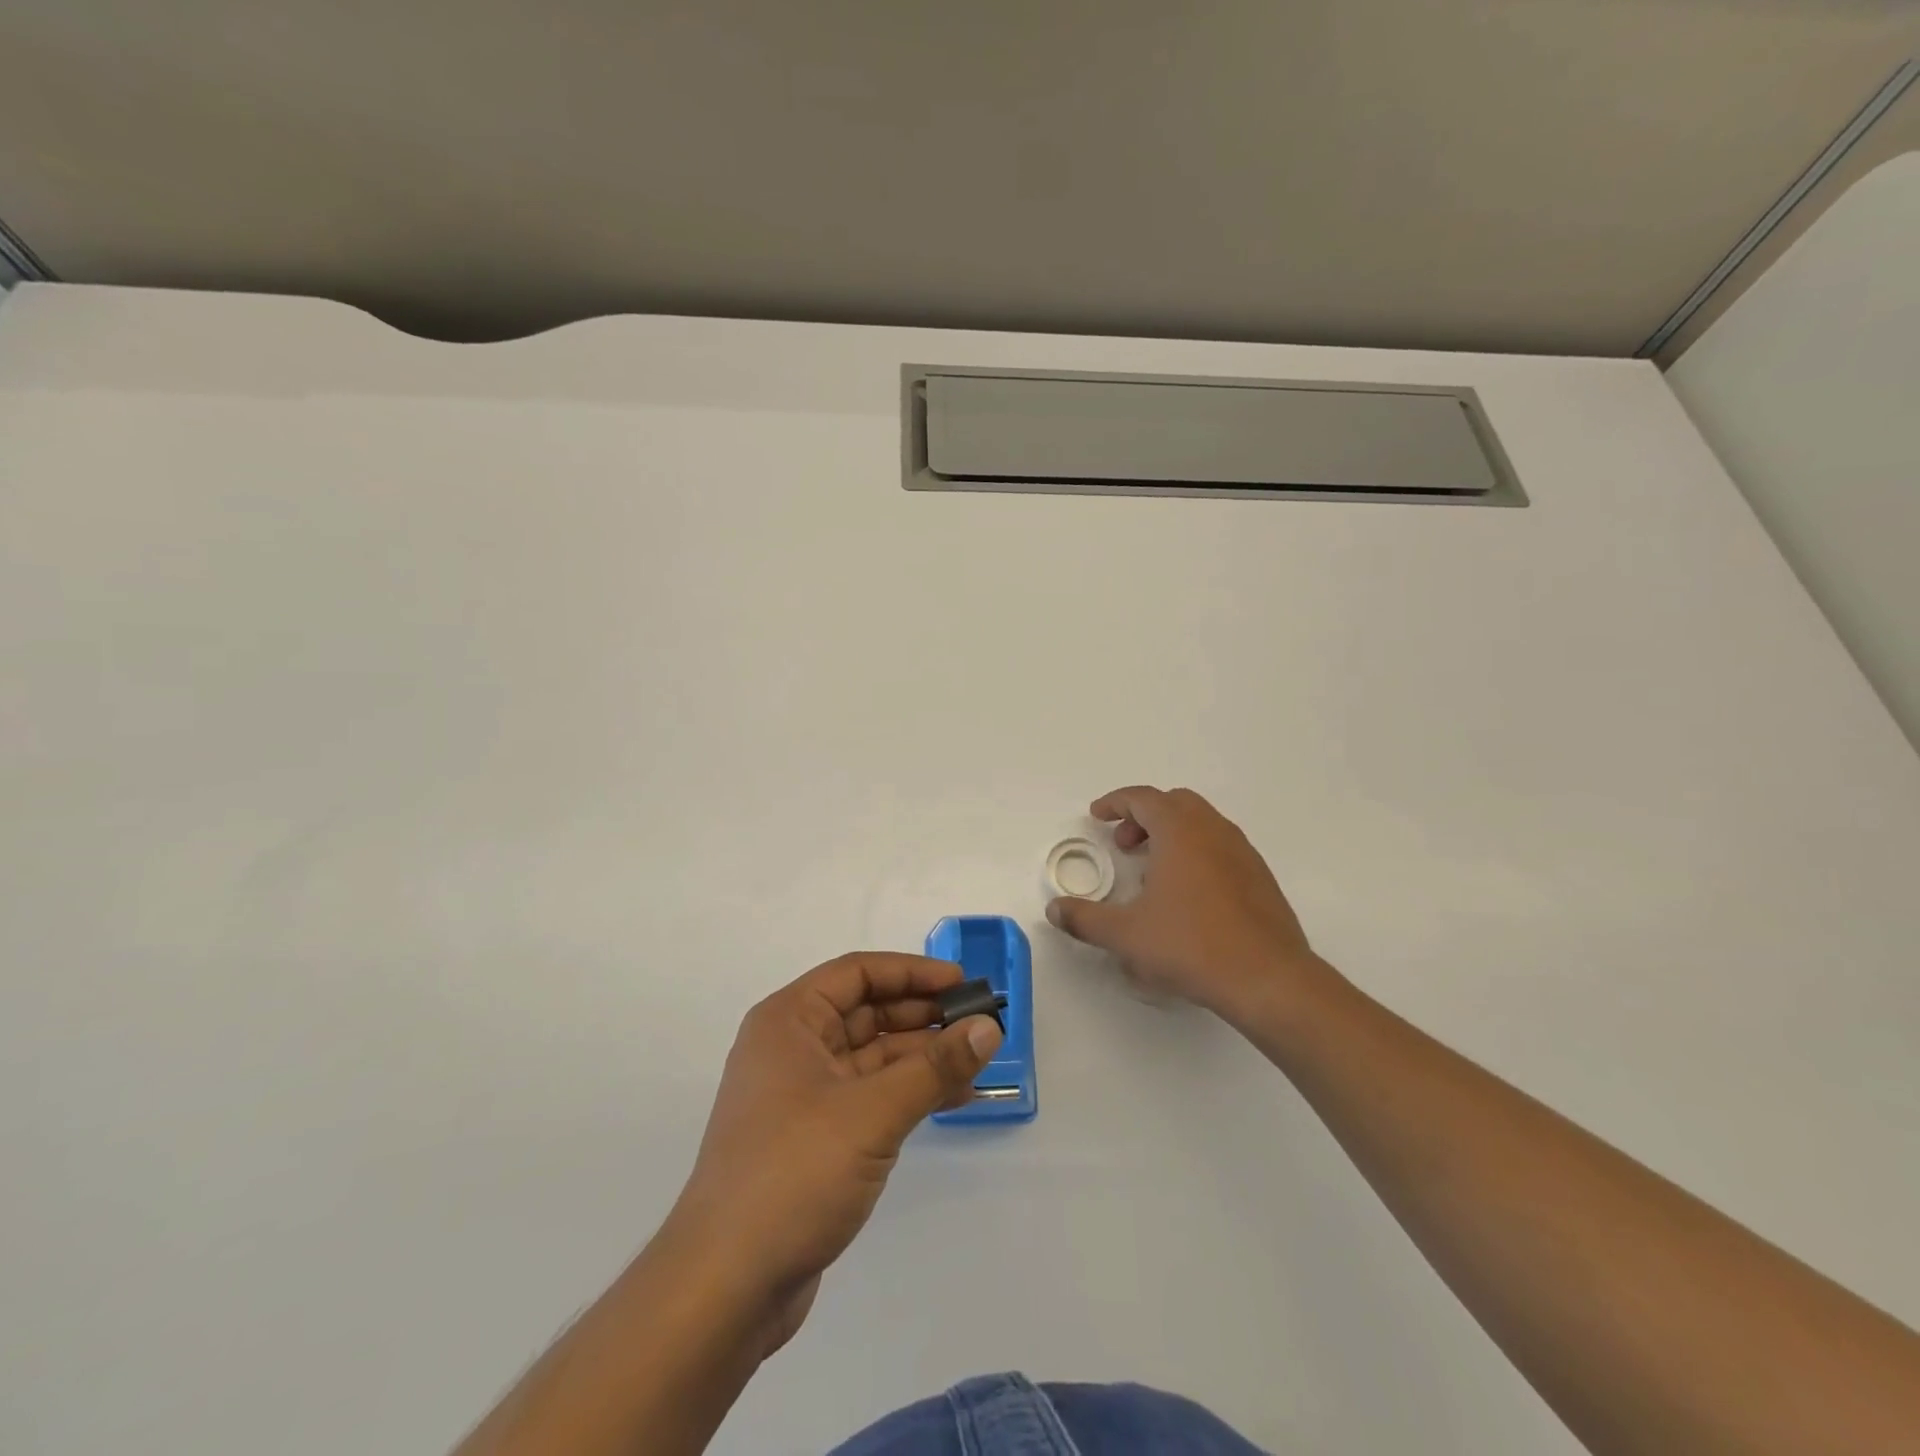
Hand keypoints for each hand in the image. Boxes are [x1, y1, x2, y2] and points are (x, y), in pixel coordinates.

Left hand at [665, 953, 1002, 1353]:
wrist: (725, 1287)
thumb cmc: (794, 1173)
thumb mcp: (872, 1112)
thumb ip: (934, 1067)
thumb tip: (988, 1028)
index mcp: (789, 1021)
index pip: (857, 973)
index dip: (912, 972)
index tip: (962, 983)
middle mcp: (792, 1048)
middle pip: (867, 1012)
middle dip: (923, 1015)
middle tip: (979, 1024)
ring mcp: (802, 1096)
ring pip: (872, 1057)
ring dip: (922, 1057)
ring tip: (977, 1063)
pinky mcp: (814, 1138)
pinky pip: (870, 1096)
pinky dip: (909, 1093)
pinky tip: (953, 1099)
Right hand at [1046, 786, 1318, 1022]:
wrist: (1268, 979)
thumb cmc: (1191, 946)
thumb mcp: (1126, 935)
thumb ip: (1085, 919)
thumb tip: (1055, 910)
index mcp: (1180, 831)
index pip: (1143, 798)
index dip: (1115, 803)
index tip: (1097, 816)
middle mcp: (1213, 830)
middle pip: (1174, 803)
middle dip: (1144, 817)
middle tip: (1124, 845)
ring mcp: (1242, 852)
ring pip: (1201, 824)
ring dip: (1171, 835)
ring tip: (1151, 872)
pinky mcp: (1260, 877)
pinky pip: (1220, 847)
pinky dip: (1196, 853)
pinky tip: (1187, 895)